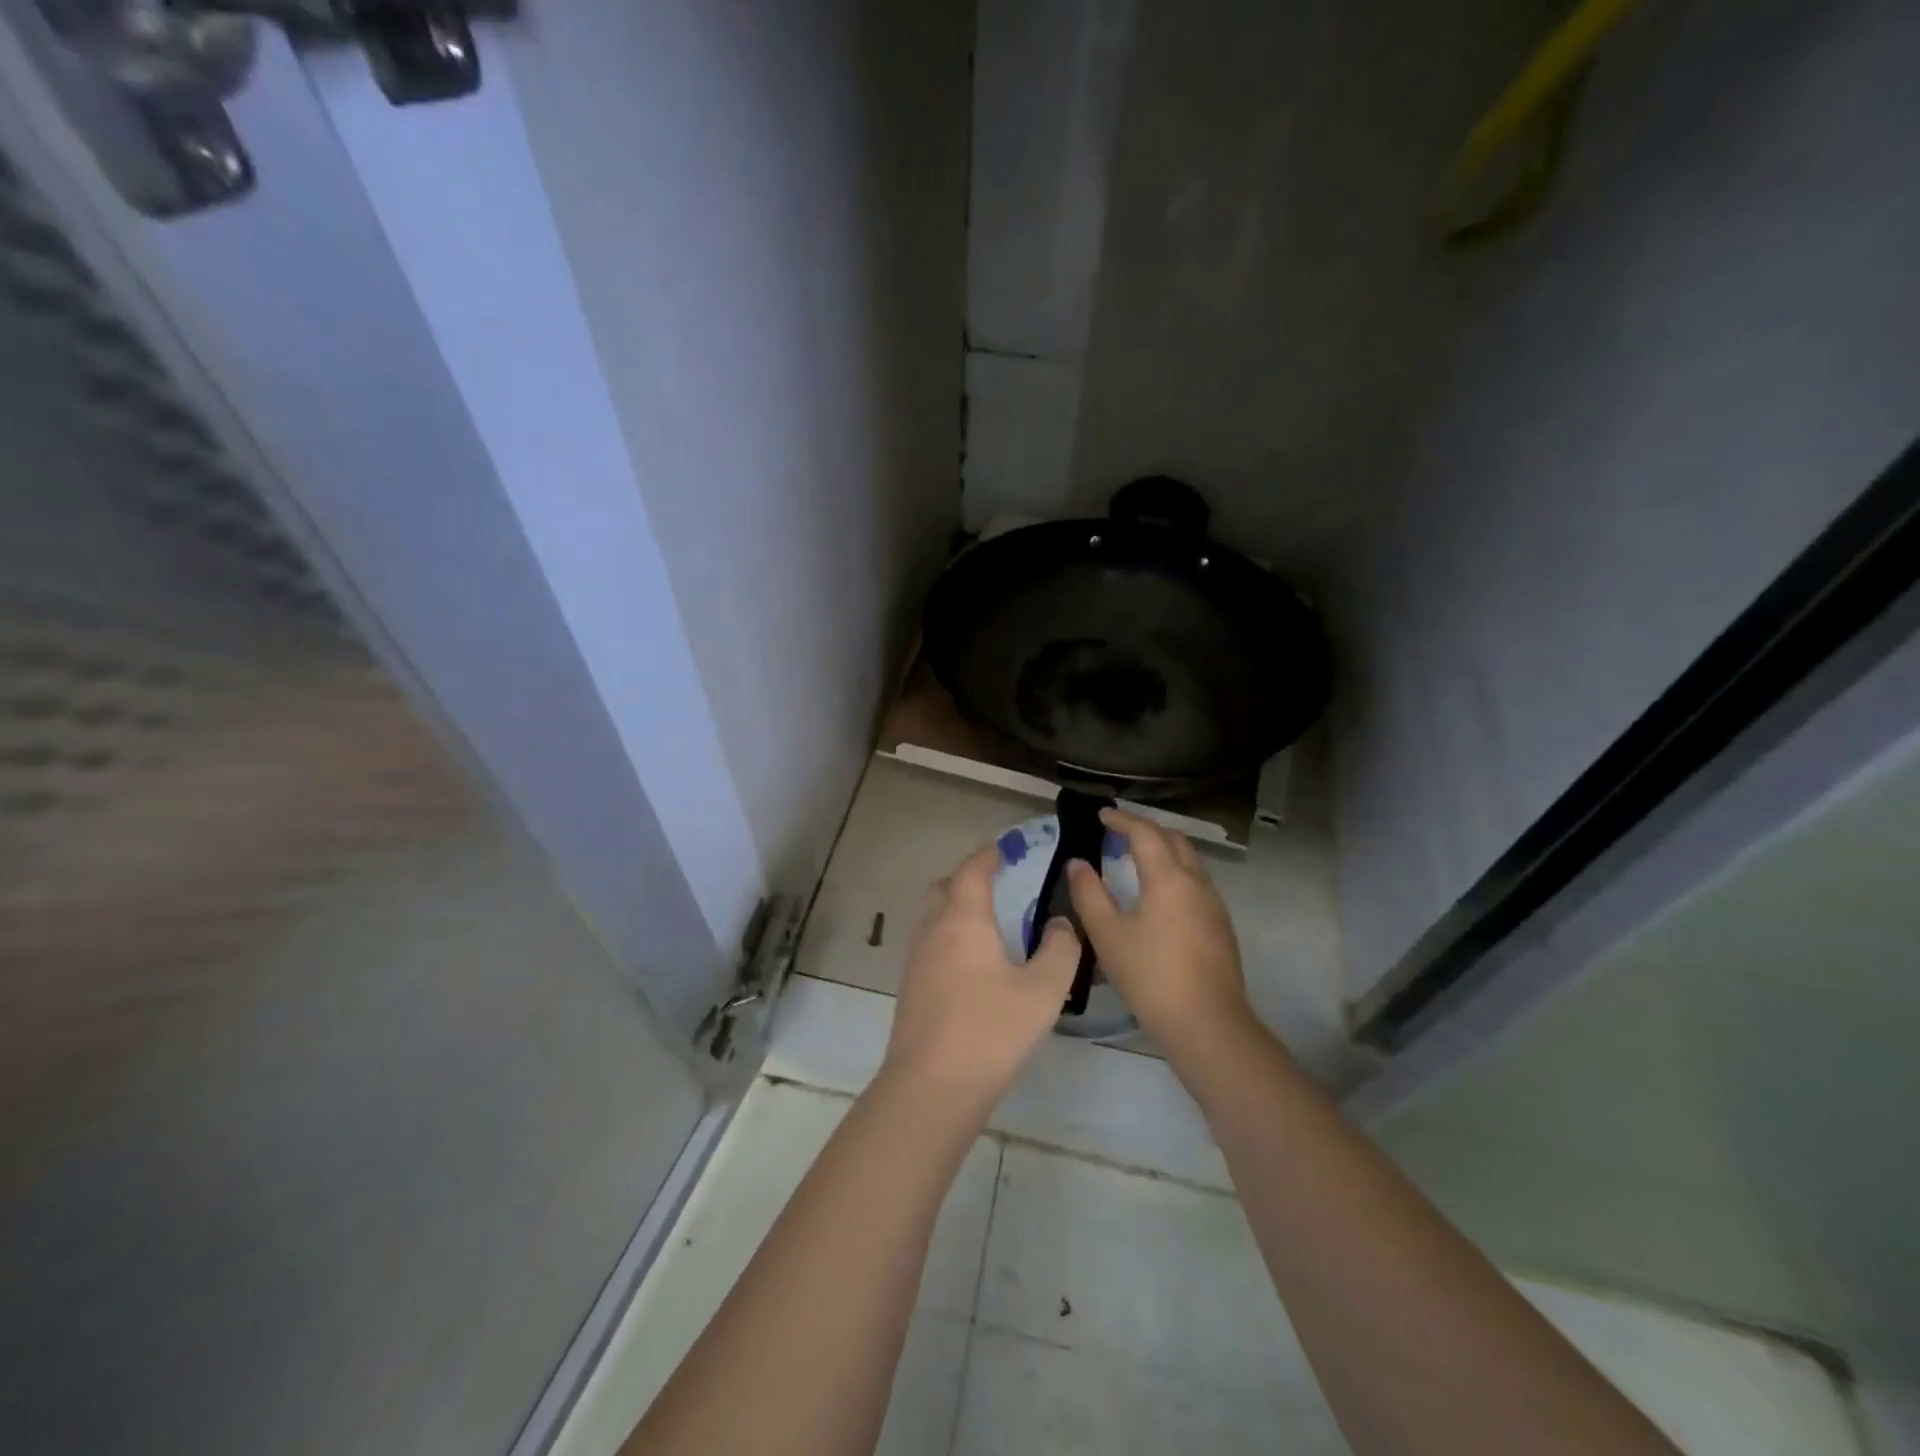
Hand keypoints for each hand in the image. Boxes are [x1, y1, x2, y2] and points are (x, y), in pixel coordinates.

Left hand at [880, 843, 1080, 1116]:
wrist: (932, 1085)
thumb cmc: (991, 1029)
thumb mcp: (1043, 989)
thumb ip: (1059, 950)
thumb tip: (1059, 924)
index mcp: (963, 919)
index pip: (972, 870)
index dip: (988, 854)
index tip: (1004, 848)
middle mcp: (933, 930)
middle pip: (944, 888)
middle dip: (967, 879)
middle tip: (996, 885)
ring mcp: (916, 960)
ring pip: (933, 918)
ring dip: (956, 910)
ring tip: (988, 926)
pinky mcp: (910, 988)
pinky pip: (930, 946)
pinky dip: (949, 939)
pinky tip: (971, 966)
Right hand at [1067, 808, 1252, 1056]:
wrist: (1207, 1025)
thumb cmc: (1151, 976)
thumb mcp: (1108, 935)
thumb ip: (1089, 894)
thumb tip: (1077, 863)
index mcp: (1169, 878)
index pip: (1145, 833)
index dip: (1122, 820)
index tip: (1102, 814)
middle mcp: (1197, 883)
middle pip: (1174, 840)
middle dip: (1146, 829)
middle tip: (1119, 830)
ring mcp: (1214, 905)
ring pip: (1189, 861)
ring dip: (1163, 849)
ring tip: (1136, 855)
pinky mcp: (1220, 927)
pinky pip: (1196, 882)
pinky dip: (1174, 871)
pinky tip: (1159, 892)